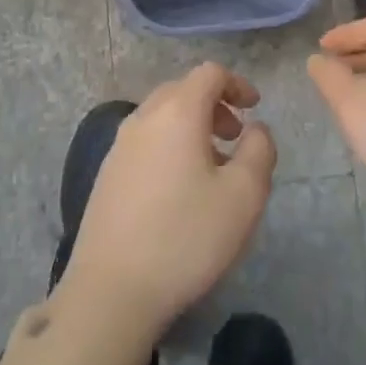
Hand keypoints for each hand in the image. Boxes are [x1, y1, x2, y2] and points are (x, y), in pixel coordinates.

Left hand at [61, 63, 277, 332]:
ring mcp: (118, 147)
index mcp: (176, 113)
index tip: (255, 108)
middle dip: (213, 105)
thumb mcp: (244, 195)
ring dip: (190, 128)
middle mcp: (143, 119)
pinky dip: (168, 146)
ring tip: (211, 167)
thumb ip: (259, 150)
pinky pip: (144, 143)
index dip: (237, 83)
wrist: (112, 290)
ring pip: (160, 117)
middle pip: (181, 91)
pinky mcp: (106, 176)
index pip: (208, 73)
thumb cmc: (186, 237)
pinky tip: (178, 190)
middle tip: (235, 137)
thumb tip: (256, 129)